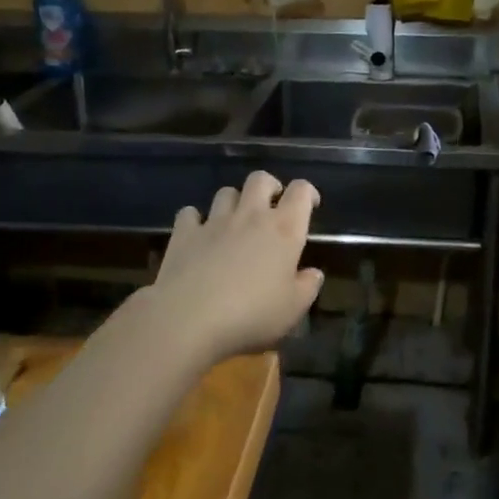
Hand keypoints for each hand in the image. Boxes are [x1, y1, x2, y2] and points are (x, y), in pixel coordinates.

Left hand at [151, 171, 324, 362]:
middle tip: (271, 206)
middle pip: (260, 179)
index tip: (310, 205)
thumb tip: (313, 273)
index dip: (308, 192)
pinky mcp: (184, 233)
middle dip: (269, 186)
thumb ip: (308, 287)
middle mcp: (250, 216)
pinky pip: (190, 213)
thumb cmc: (251, 315)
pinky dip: (195, 219)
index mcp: (284, 229)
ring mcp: (214, 221)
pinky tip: (198, 234)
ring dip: (234, 202)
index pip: (301, 191)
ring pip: (226, 192)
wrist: (190, 319)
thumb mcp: (293, 309)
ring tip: (236, 222)